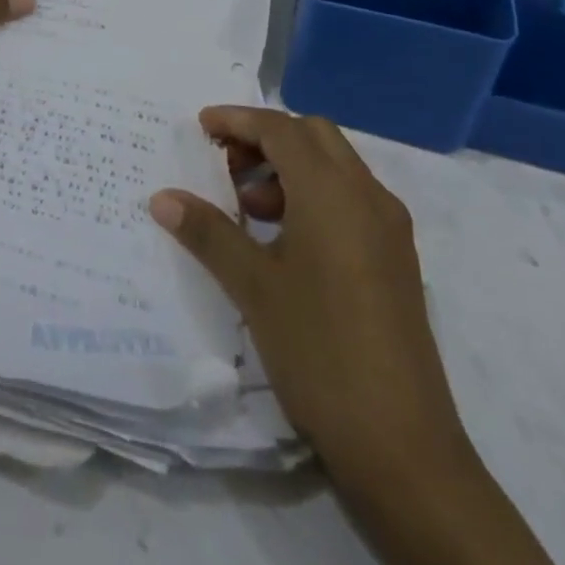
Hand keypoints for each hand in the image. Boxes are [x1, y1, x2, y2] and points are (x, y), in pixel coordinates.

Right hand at [149, 106, 470, 496]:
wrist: (402, 445)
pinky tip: (284, 241)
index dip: (238, 120)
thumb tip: (163, 197)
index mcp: (333, 192)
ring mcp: (390, 229)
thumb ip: (207, 231)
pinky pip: (350, 200)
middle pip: (314, 136)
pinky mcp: (396, 260)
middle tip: (225, 165)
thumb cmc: (318, 350)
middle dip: (266, 138)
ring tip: (249, 209)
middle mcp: (369, 196)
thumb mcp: (253, 285)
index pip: (281, 129)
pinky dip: (313, 196)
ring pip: (336, 167)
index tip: (200, 126)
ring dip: (290, 168)